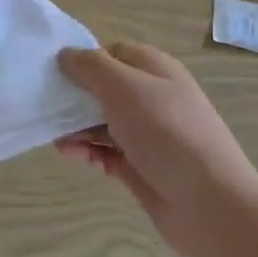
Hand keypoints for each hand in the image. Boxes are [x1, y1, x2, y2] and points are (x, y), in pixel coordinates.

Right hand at [55, 43, 257, 256]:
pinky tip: (71, 155)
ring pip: (103, 122)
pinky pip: (107, 152)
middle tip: (47, 106)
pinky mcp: (141, 167)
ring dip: (77, 126)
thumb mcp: (125, 87)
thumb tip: (66, 55)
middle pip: (105, 88)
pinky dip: (88, 151)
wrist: (210, 204)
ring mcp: (148, 135)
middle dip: (75, 96)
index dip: (85, 59)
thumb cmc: (166, 133)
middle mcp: (153, 98)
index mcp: (155, 70)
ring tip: (55, 137)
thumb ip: (91, 66)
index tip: (56, 73)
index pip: (113, 52)